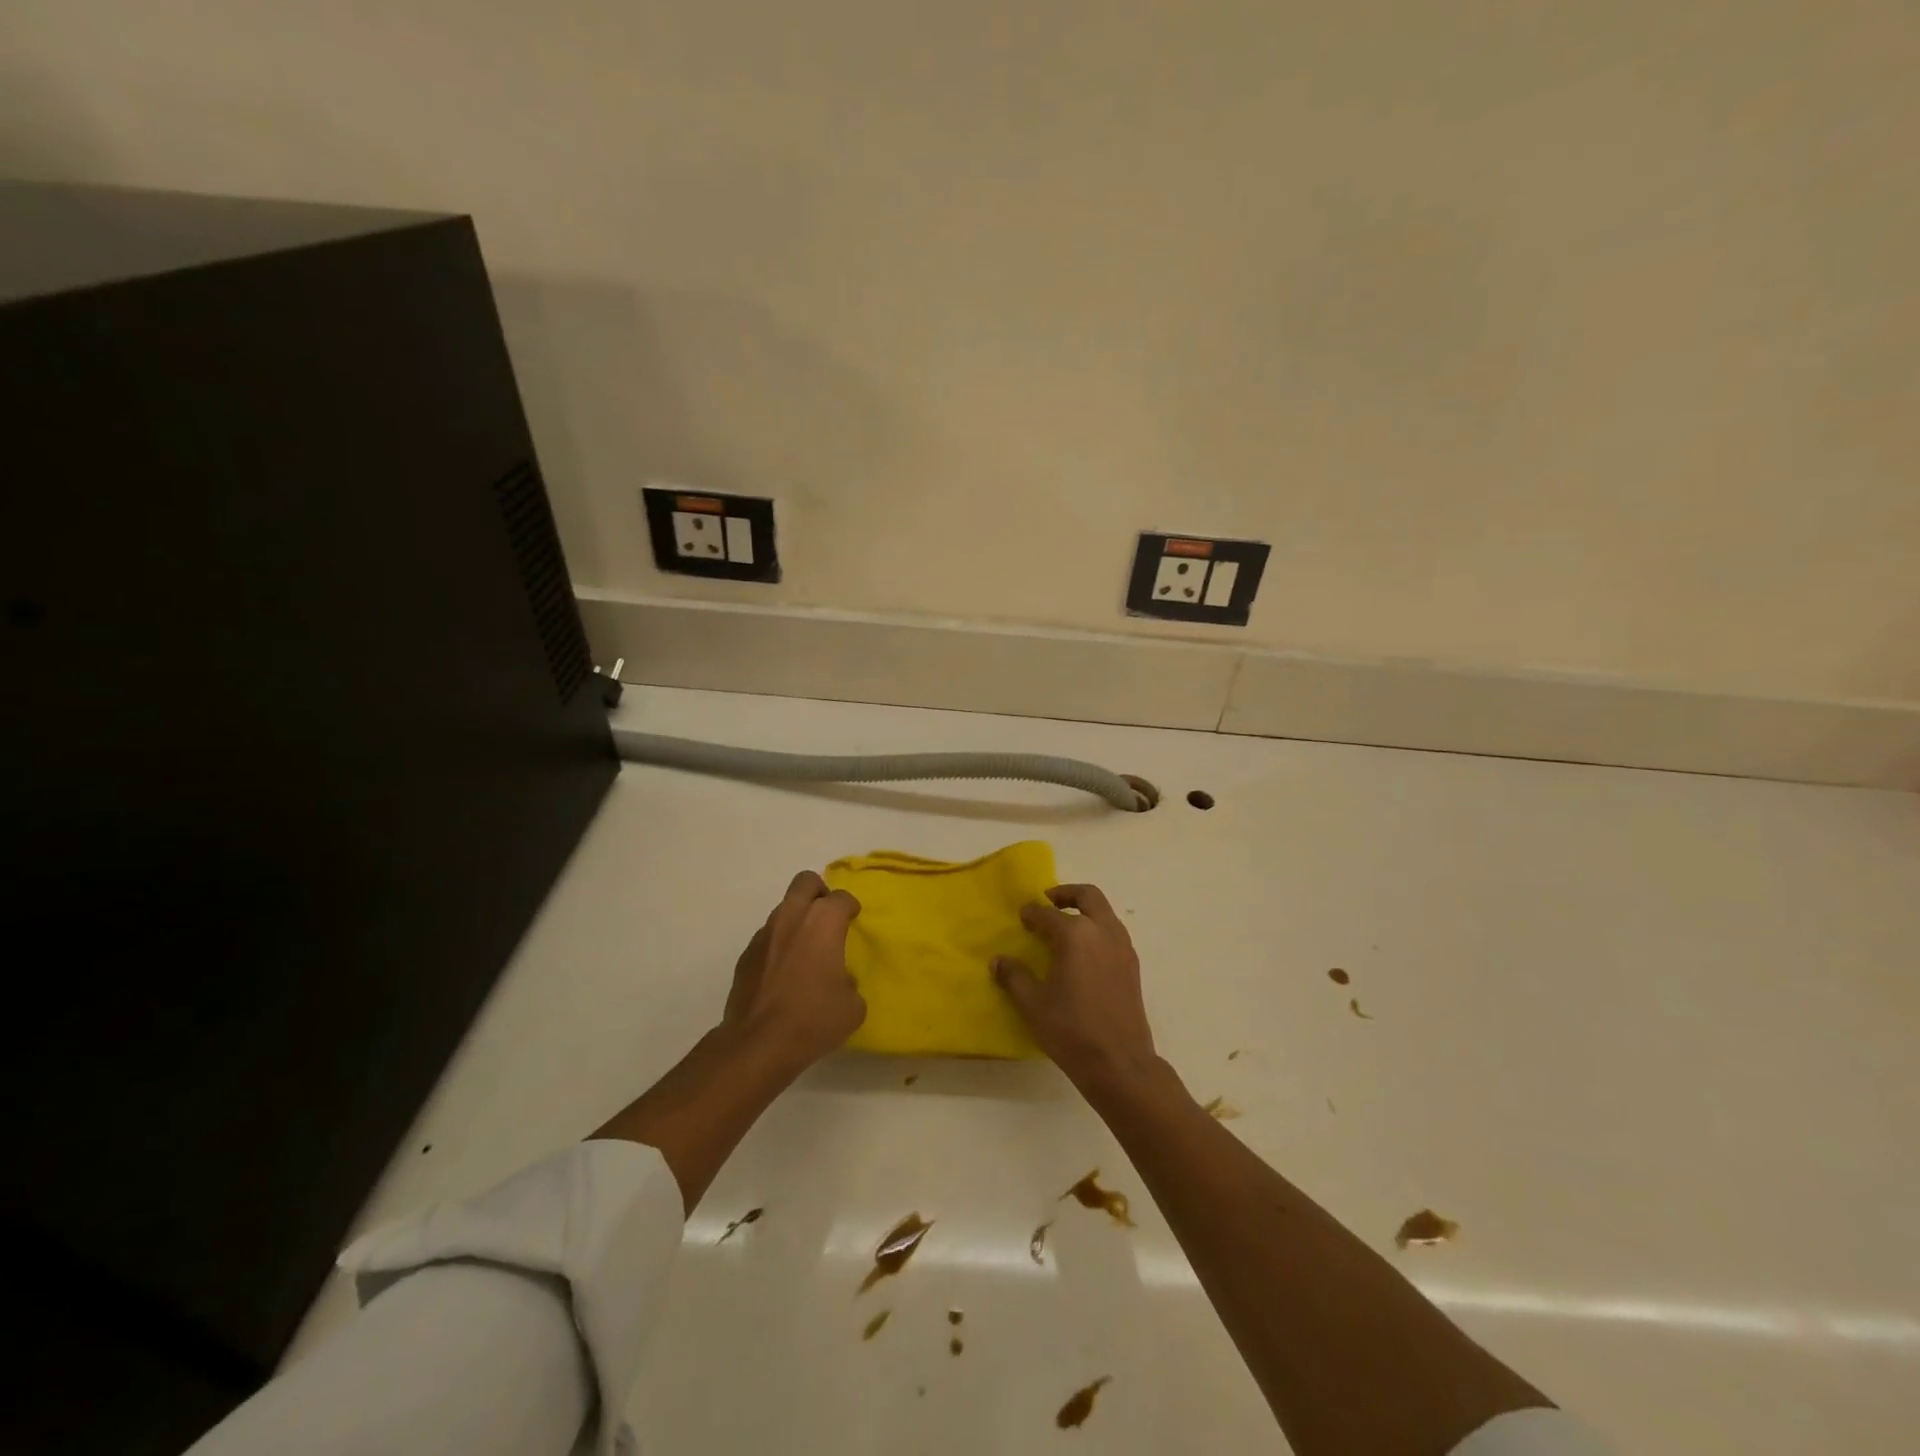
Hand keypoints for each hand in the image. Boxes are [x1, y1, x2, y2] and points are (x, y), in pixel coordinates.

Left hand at [723, 870, 865, 1069]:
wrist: (757, 1043)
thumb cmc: (813, 1019)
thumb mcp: (853, 1005)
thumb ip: (850, 980)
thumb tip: (839, 979)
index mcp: (823, 922)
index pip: (842, 898)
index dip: (850, 908)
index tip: (854, 920)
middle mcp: (792, 918)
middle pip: (806, 882)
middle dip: (819, 892)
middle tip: (827, 918)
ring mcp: (764, 934)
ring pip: (784, 908)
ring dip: (797, 920)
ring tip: (805, 950)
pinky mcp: (746, 954)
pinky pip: (768, 936)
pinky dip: (778, 945)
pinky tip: (783, 973)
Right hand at [993, 883, 1158, 1091]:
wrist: (1120, 1063)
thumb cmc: (1071, 1030)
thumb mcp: (1033, 1004)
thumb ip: (1014, 977)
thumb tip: (998, 961)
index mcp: (1076, 935)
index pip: (1048, 914)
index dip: (1032, 913)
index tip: (1022, 916)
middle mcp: (1102, 931)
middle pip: (1088, 896)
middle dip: (1066, 894)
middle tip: (1049, 903)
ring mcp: (1122, 947)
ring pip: (1105, 912)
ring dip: (1085, 910)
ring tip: (1065, 928)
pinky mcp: (1132, 965)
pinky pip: (1114, 932)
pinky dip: (1098, 929)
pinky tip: (1084, 953)